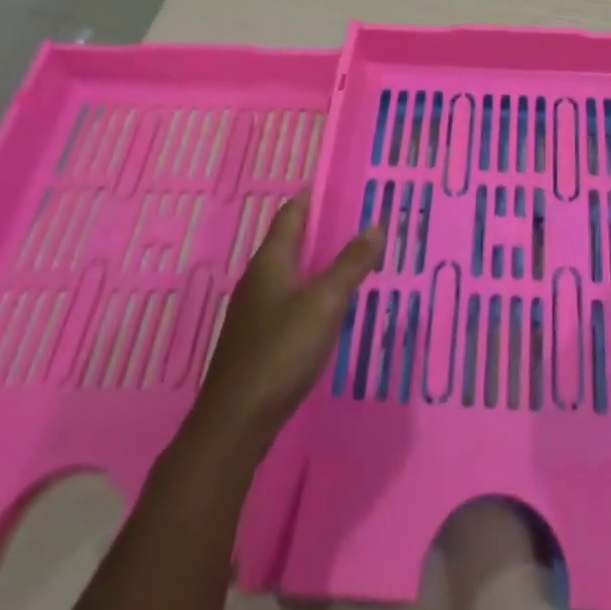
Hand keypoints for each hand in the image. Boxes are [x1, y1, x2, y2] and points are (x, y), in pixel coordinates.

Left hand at [184, 191, 384, 459]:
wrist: (234, 424)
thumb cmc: (280, 352)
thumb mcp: (325, 303)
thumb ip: (351, 264)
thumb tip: (376, 225)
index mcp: (270, 261)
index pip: (291, 214)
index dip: (312, 198)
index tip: (336, 185)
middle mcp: (258, 279)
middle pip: (289, 242)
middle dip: (318, 229)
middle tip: (355, 220)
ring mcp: (254, 312)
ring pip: (289, 273)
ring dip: (315, 262)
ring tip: (348, 259)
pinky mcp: (256, 340)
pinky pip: (288, 300)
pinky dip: (310, 291)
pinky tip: (328, 307)